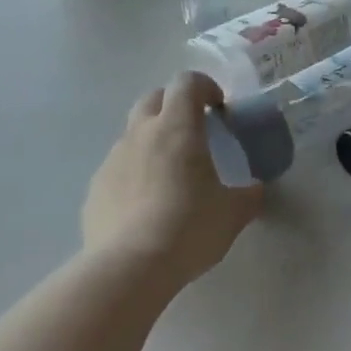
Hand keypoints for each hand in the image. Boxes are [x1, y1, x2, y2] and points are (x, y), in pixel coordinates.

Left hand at [82, 72, 262, 286]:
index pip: (187, 82)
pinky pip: (118, 168)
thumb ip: (249, 195)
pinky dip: (134, 174)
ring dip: (152, 141)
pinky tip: (145, 207)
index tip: (219, 108)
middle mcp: (140, 134)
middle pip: (154, 99)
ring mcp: (112, 159)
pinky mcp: (95, 188)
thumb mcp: (233, 213)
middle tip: (194, 133)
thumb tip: (255, 189)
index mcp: (176, 128)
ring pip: (133, 134)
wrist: (129, 267)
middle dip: (174, 106)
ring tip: (170, 175)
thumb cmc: (189, 228)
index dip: (205, 87)